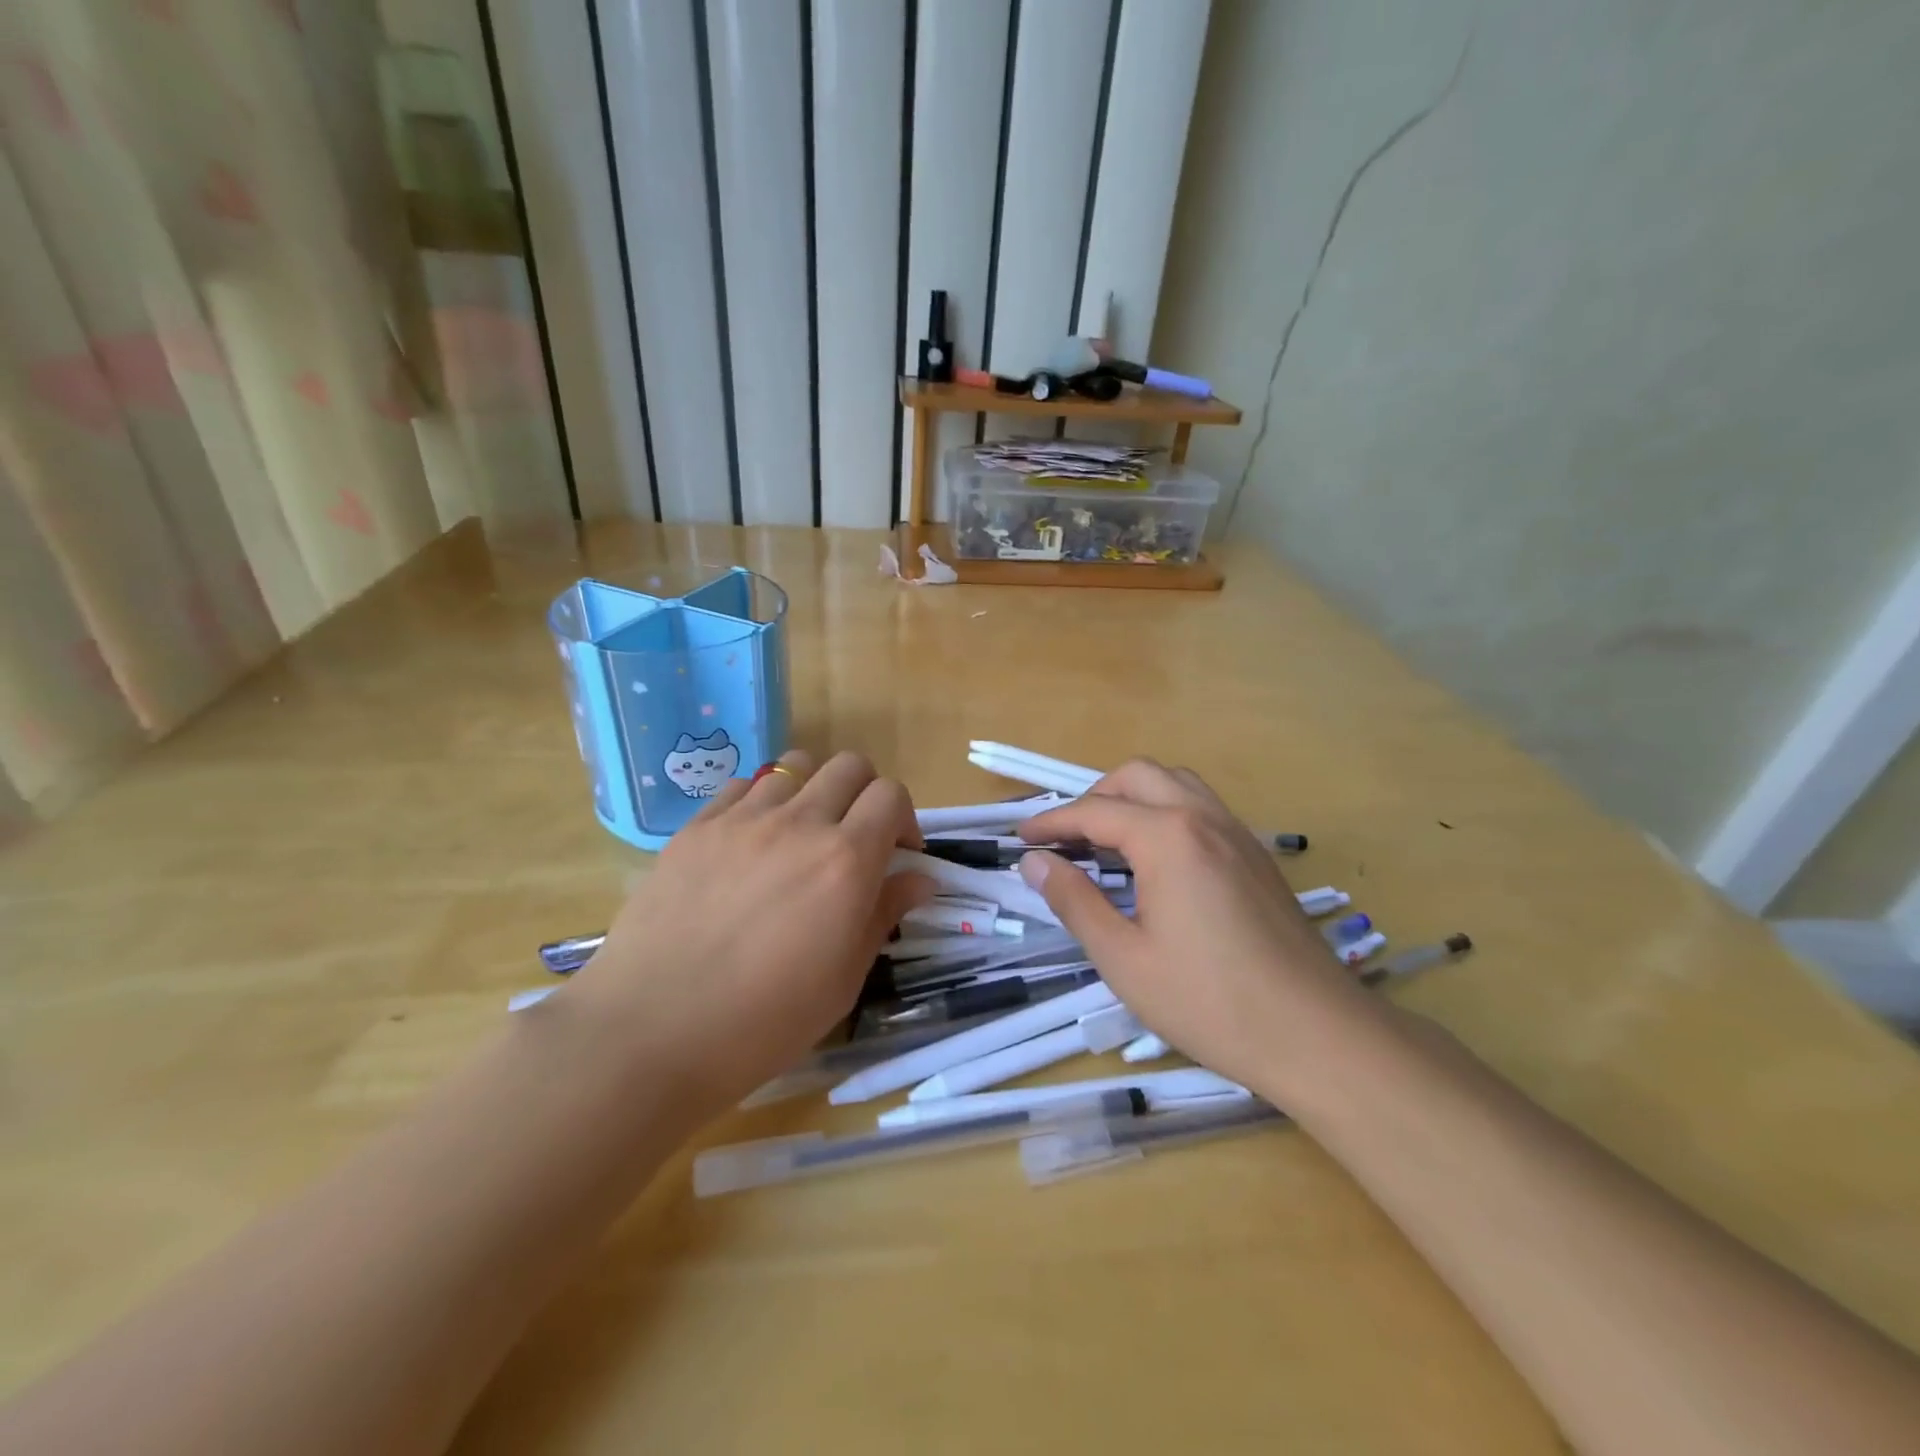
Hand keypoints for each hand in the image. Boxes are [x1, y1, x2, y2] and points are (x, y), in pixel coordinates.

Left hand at [566, 751, 932, 1119]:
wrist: (651, 1031)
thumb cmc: (764, 1021)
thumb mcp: (843, 979)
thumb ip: (883, 915)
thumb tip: (919, 878)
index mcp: (846, 860)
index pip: (892, 795)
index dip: (904, 818)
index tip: (898, 854)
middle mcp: (800, 824)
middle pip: (850, 766)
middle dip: (865, 794)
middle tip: (856, 837)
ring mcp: (742, 819)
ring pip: (795, 766)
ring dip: (814, 789)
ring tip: (802, 832)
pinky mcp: (696, 827)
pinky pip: (742, 787)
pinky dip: (761, 802)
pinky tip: (750, 844)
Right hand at [1017, 760, 1374, 1100]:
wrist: (1317, 1035)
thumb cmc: (1210, 1002)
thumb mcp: (1124, 959)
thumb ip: (1075, 901)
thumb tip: (1035, 862)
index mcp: (1168, 837)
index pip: (1094, 811)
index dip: (1051, 822)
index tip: (1019, 838)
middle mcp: (1204, 818)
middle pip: (1137, 777)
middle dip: (1093, 797)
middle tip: (1066, 838)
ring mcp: (1237, 833)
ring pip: (1175, 784)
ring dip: (1133, 797)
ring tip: (1109, 840)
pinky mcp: (1257, 855)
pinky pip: (1202, 807)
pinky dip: (1166, 811)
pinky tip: (1158, 860)